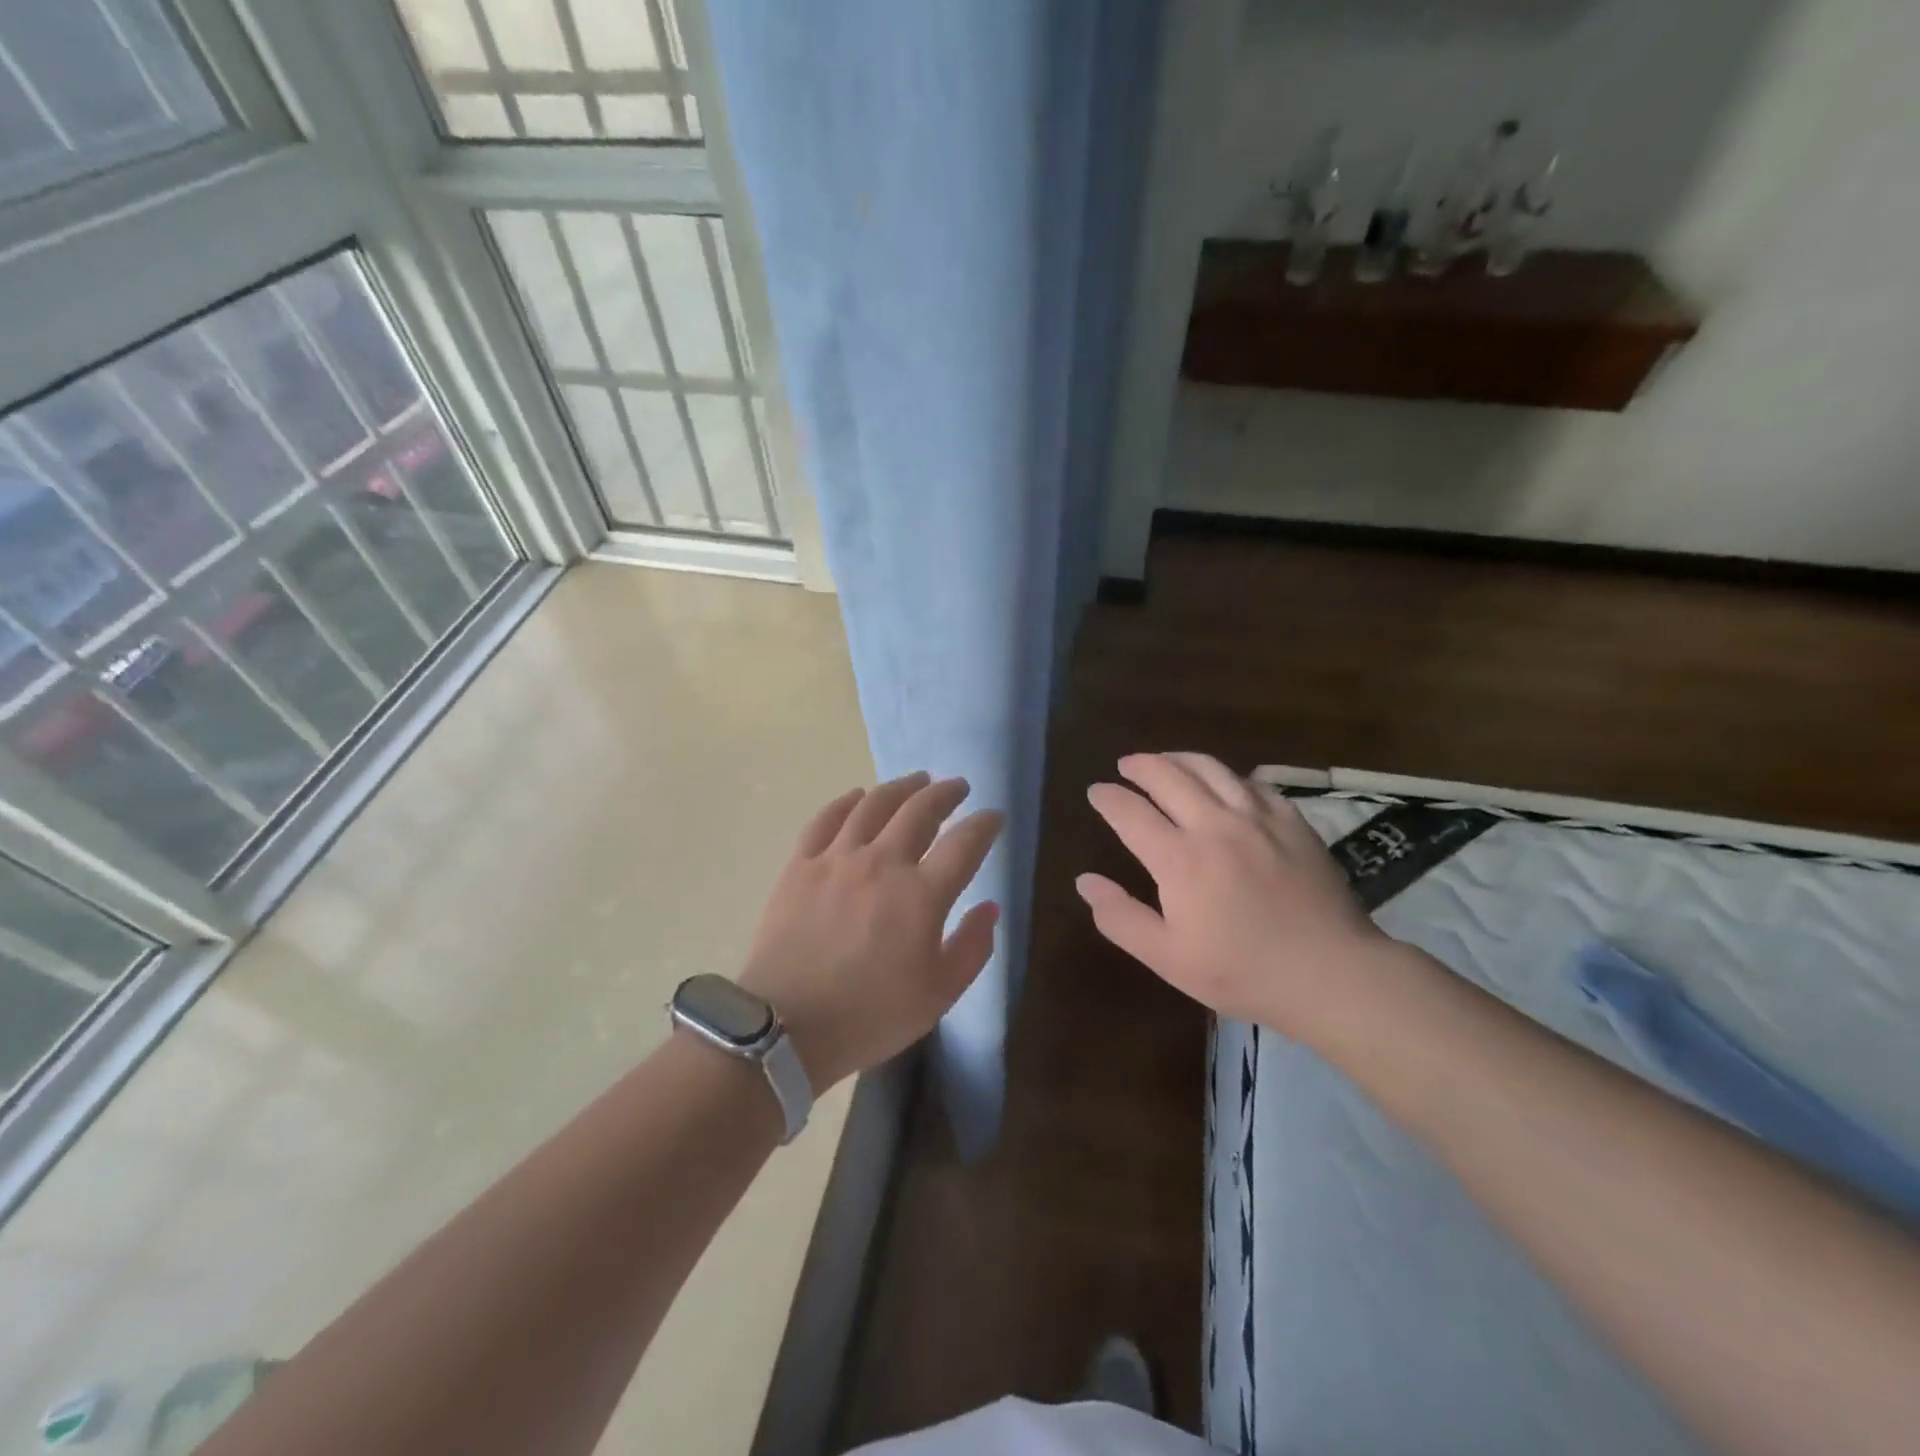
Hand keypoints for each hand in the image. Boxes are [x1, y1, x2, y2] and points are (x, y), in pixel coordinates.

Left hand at [738, 772, 1003, 1092]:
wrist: (786, 1027)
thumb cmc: (870, 1016)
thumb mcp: (938, 995)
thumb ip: (972, 948)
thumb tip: (989, 907)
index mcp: (922, 895)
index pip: (965, 843)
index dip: (985, 825)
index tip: (993, 817)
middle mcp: (883, 863)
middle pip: (920, 810)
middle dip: (945, 793)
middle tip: (957, 787)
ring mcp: (838, 859)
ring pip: (874, 804)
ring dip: (901, 787)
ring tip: (916, 780)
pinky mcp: (801, 864)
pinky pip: (826, 818)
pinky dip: (847, 801)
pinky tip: (858, 796)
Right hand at [1077, 752, 1389, 1038]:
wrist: (1331, 974)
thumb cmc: (1243, 971)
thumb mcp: (1168, 958)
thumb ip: (1121, 918)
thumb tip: (1084, 881)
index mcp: (1179, 859)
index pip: (1130, 812)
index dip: (1108, 798)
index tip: (1096, 792)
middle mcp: (1214, 825)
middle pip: (1168, 776)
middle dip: (1140, 766)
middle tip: (1126, 766)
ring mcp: (1257, 818)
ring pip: (1210, 768)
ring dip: (1179, 758)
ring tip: (1165, 760)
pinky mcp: (1291, 821)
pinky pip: (1252, 783)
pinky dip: (1227, 775)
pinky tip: (1224, 782)